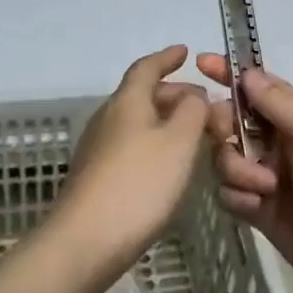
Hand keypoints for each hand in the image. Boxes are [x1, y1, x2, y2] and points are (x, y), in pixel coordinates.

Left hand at [59, 46, 209, 267]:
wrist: (86, 240)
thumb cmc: (138, 183)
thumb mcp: (179, 141)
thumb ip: (193, 111)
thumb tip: (194, 96)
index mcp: (127, 101)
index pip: (146, 68)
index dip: (166, 58)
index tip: (185, 52)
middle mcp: (108, 118)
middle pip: (143, 95)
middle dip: (175, 95)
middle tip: (206, 107)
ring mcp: (98, 149)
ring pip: (138, 122)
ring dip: (167, 122)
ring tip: (196, 136)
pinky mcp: (97, 177)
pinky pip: (132, 146)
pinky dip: (156, 145)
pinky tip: (170, 166)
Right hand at [196, 54, 292, 292]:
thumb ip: (277, 102)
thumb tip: (247, 73)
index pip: (258, 87)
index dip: (230, 73)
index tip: (201, 63)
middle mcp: (280, 143)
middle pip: (231, 121)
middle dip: (224, 127)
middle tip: (231, 138)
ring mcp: (269, 177)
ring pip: (225, 158)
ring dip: (236, 169)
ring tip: (263, 189)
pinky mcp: (260, 211)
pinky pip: (229, 192)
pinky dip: (238, 197)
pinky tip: (257, 209)